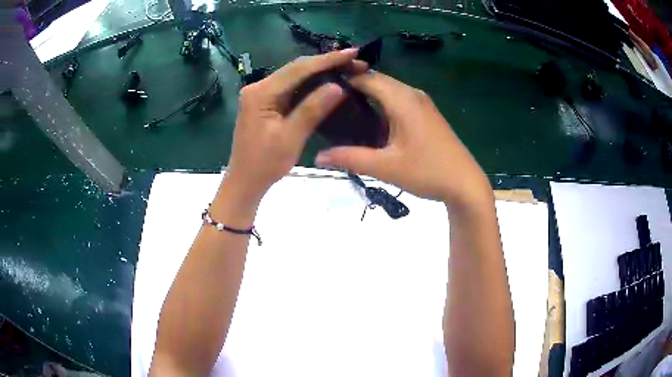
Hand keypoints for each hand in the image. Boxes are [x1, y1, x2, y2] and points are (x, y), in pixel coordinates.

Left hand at [224, 48, 365, 200]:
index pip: (298, 70)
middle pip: (296, 69)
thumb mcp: (290, 137)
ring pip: (294, 77)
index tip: (352, 53)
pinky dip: (309, 84)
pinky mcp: (265, 103)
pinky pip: (290, 88)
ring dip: (319, 72)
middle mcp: (258, 87)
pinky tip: (326, 81)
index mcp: (261, 93)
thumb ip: (312, 109)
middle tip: (354, 60)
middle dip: (325, 63)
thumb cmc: (265, 164)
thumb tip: (338, 86)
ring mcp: (260, 95)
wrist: (245, 182)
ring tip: (345, 67)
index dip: (327, 60)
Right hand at [316, 71, 491, 207]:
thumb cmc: (427, 172)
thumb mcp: (386, 167)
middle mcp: (412, 94)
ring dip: (367, 96)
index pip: (366, 77)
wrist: (465, 184)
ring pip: (388, 89)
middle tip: (328, 103)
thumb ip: (350, 158)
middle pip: (377, 80)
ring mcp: (422, 102)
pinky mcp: (426, 113)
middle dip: (352, 87)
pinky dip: (381, 104)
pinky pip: (398, 99)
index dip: (343, 80)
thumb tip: (318, 157)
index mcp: (402, 100)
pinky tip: (370, 122)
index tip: (320, 91)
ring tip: (343, 111)